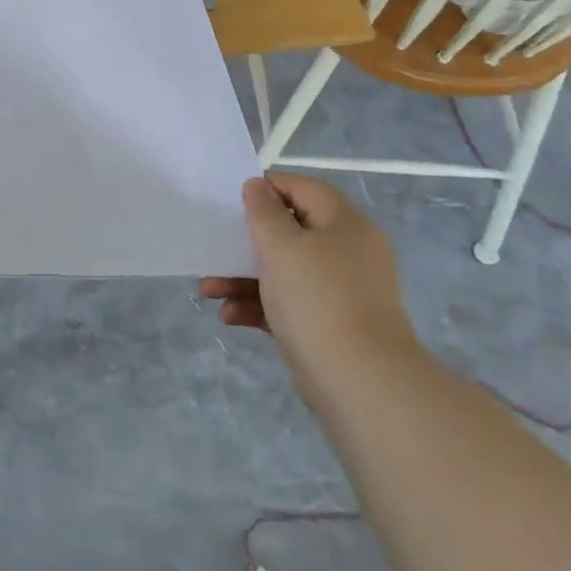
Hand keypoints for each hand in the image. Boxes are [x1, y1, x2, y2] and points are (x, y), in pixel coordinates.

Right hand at [201, 173, 421, 409]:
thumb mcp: (282, 246)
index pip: (303, 188)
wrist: (361, 383)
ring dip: (243, 277)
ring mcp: (339, 292)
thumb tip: (257, 186)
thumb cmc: (318, 299)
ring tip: (208, 290)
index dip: (268, 187)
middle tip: (215, 246)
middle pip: (290, 232)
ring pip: (284, 271)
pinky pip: (287, 304)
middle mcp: (346, 253)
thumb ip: (264, 212)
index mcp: (344, 224)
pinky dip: (258, 306)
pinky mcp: (328, 326)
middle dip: (246, 241)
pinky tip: (229, 316)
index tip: (232, 198)